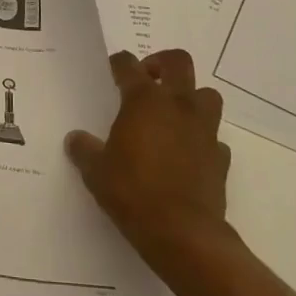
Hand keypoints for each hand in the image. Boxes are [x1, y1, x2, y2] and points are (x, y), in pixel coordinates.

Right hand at [66, 50, 231, 266]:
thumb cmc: (133, 192)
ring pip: (207, 94)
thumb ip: (85, 150)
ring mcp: (203, 129)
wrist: (182, 233)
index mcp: (144, 100)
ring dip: (192, 96)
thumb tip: (75, 139)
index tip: (113, 69)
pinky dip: (202, 138)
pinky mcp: (220, 157)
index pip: (128, 65)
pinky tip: (188, 152)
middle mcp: (177, 105)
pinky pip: (214, 136)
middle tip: (148, 78)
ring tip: (173, 113)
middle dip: (162, 62)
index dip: (119, 63)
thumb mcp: (96, 171)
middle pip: (178, 62)